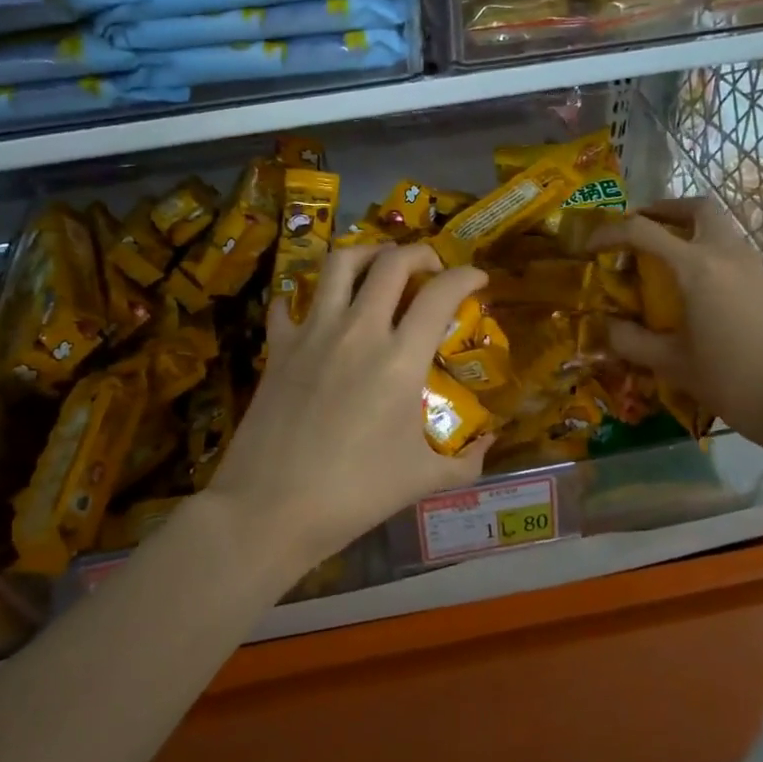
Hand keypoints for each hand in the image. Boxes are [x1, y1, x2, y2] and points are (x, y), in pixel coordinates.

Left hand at [206, 242, 491, 576]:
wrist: (271, 508)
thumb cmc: (354, 494)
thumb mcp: (422, 480)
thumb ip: (465, 460)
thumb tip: (490, 444)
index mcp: (399, 358)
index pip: (440, 293)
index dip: (466, 276)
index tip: (477, 278)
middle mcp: (358, 330)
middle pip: (391, 263)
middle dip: (419, 253)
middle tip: (430, 266)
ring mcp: (312, 333)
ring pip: (338, 264)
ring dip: (366, 253)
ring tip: (378, 263)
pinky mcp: (278, 347)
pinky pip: (288, 303)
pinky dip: (304, 296)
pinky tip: (314, 308)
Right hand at [590, 199, 762, 451]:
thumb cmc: (733, 380)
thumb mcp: (672, 364)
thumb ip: (632, 341)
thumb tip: (607, 326)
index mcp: (698, 267)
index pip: (643, 231)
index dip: (610, 232)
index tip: (591, 246)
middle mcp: (728, 254)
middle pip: (697, 208)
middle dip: (664, 210)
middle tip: (640, 227)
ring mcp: (756, 266)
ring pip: (721, 227)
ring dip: (690, 231)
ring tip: (665, 259)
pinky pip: (735, 252)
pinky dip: (710, 253)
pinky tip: (699, 289)